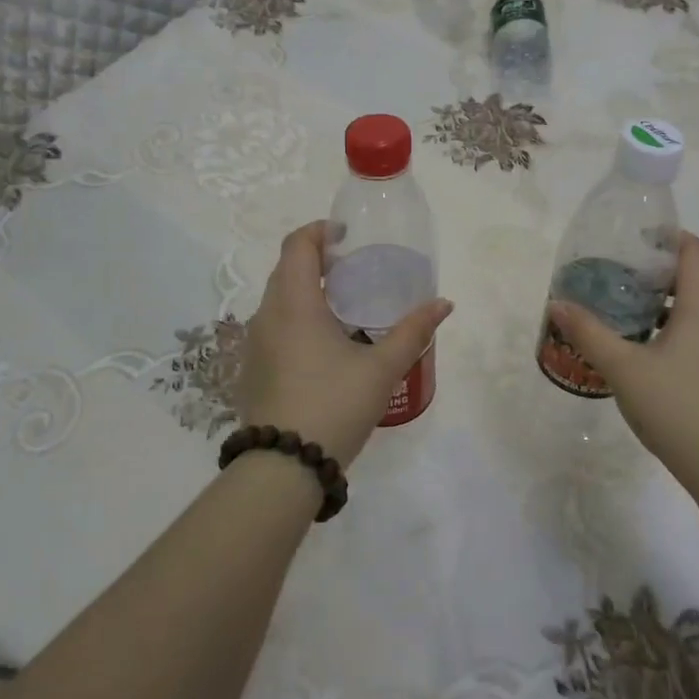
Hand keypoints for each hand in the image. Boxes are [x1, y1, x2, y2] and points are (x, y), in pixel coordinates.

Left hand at [236, 222, 452, 469]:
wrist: (284, 467)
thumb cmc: (334, 405)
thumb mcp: (381, 368)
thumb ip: (413, 331)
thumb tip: (444, 304)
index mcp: (293, 303)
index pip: (296, 244)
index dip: (320, 231)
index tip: (348, 236)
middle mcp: (266, 315)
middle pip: (286, 269)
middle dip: (318, 260)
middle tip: (355, 269)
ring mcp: (256, 344)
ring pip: (279, 300)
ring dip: (307, 291)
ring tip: (346, 305)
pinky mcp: (254, 368)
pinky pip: (275, 326)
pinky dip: (298, 318)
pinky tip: (327, 344)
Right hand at [547, 233, 698, 483]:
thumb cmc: (675, 406)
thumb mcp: (622, 367)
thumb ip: (588, 333)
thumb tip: (557, 304)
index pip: (696, 251)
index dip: (671, 236)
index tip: (637, 237)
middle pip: (693, 280)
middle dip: (655, 273)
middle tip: (615, 277)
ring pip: (694, 311)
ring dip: (661, 305)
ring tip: (622, 314)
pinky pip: (697, 336)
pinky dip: (671, 331)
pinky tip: (643, 353)